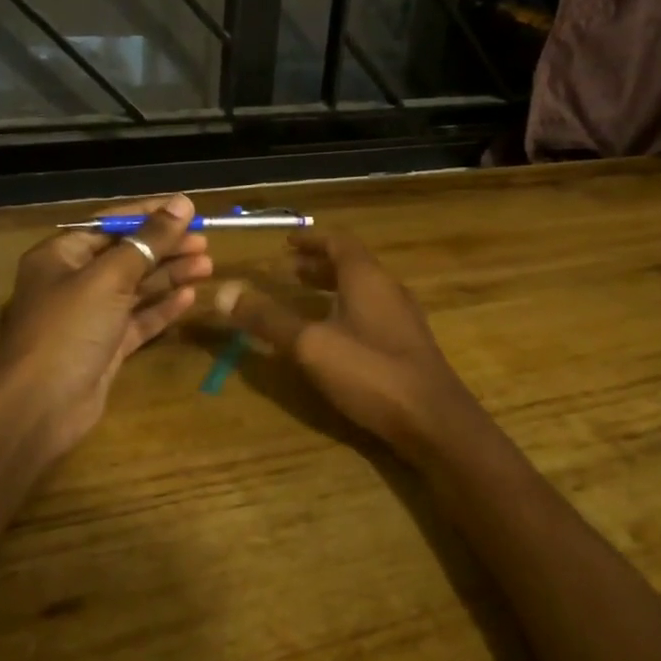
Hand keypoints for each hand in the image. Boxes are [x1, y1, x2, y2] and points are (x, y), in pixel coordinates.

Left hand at [0, 194, 210, 462]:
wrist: (39, 408)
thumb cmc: (68, 330)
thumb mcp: (109, 277)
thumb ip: (149, 240)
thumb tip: (182, 203)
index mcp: (61, 255)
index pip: (111, 223)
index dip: (150, 214)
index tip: (189, 210)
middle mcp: (73, 282)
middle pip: (126, 255)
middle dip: (165, 247)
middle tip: (205, 242)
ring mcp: (89, 317)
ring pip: (136, 288)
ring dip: (170, 275)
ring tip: (208, 266)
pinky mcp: (104, 348)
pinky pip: (138, 320)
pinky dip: (162, 308)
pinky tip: (190, 297)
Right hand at [213, 230, 481, 452]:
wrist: (434, 420)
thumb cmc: (371, 372)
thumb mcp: (311, 345)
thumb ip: (269, 319)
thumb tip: (225, 292)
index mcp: (367, 278)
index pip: (338, 242)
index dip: (311, 239)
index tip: (286, 243)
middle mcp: (388, 289)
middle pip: (352, 264)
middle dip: (319, 264)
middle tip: (289, 271)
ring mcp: (403, 318)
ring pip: (363, 290)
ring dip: (333, 288)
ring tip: (305, 299)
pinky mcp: (408, 345)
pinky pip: (372, 312)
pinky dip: (347, 310)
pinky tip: (334, 336)